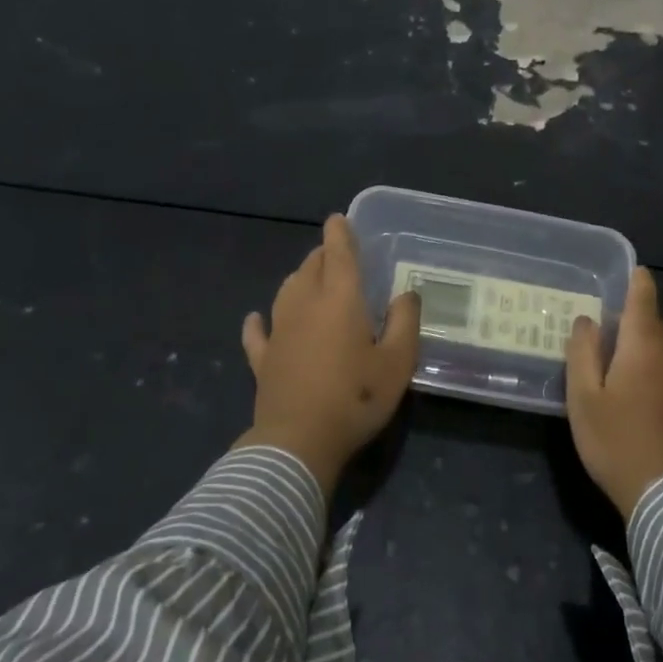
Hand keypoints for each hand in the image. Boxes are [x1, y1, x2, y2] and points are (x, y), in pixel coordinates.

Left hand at [236, 215, 420, 494]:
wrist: (298, 442)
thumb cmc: (356, 398)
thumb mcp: (398, 362)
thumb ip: (405, 322)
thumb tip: (406, 293)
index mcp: (340, 299)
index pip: (339, 253)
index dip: (340, 233)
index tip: (339, 219)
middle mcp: (305, 305)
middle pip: (311, 267)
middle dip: (324, 255)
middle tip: (338, 255)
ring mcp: (279, 332)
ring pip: (286, 291)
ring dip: (300, 279)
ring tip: (311, 279)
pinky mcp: (264, 360)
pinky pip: (258, 332)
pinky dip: (259, 322)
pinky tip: (256, 319)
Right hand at [565, 267, 662, 519]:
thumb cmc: (616, 443)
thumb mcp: (583, 398)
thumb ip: (583, 352)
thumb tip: (588, 319)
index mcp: (642, 343)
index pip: (642, 298)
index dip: (636, 282)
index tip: (633, 274)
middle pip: (655, 328)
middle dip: (635, 334)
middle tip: (610, 362)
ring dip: (660, 356)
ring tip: (638, 384)